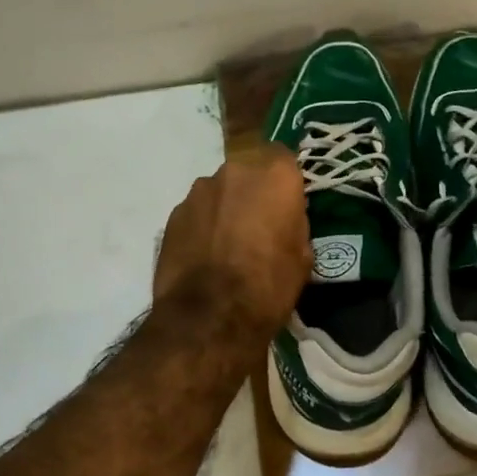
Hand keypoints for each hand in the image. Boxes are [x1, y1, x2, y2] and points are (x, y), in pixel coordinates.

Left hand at [153, 144, 310, 340]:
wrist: (209, 318)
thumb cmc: (268, 287)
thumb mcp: (302, 258)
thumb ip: (294, 225)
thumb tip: (284, 221)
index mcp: (274, 176)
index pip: (284, 157)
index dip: (285, 180)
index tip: (287, 203)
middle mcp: (235, 172)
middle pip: (249, 173)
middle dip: (254, 194)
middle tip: (258, 227)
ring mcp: (199, 192)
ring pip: (220, 192)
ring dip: (225, 209)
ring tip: (227, 245)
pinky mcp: (173, 214)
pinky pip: (197, 213)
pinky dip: (203, 226)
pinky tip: (205, 256)